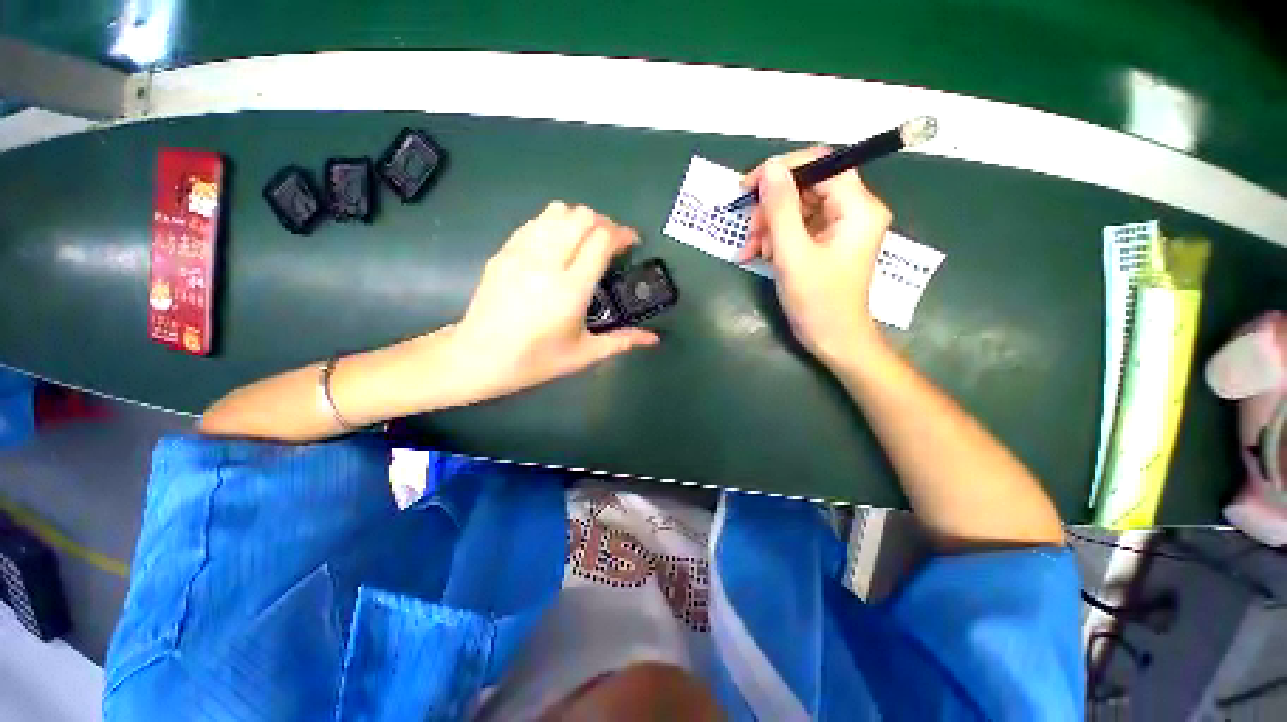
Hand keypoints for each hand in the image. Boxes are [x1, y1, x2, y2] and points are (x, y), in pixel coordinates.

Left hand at [445, 202, 659, 401]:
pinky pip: (535, 222)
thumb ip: (621, 341)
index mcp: (571, 289)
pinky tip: (557, 247)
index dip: (622, 234)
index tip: (631, 243)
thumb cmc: (535, 360)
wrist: (478, 357)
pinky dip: (554, 224)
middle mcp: (547, 262)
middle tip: (610, 245)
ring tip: (584, 242)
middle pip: (582, 216)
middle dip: (603, 223)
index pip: (601, 239)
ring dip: (579, 220)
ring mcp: (522, 253)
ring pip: (557, 211)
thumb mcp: (583, 354)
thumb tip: (653, 339)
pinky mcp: (505, 251)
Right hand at [740, 148, 892, 366]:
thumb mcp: (792, 254)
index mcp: (857, 208)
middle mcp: (854, 210)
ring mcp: (841, 226)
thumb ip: (780, 209)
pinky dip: (776, 237)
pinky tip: (759, 255)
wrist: (834, 340)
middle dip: (772, 206)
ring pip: (798, 207)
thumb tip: (770, 168)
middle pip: (807, 186)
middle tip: (749, 230)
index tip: (748, 186)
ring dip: (769, 225)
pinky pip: (798, 226)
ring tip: (752, 250)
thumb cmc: (817, 302)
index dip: (782, 169)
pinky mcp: (828, 242)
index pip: (821, 164)